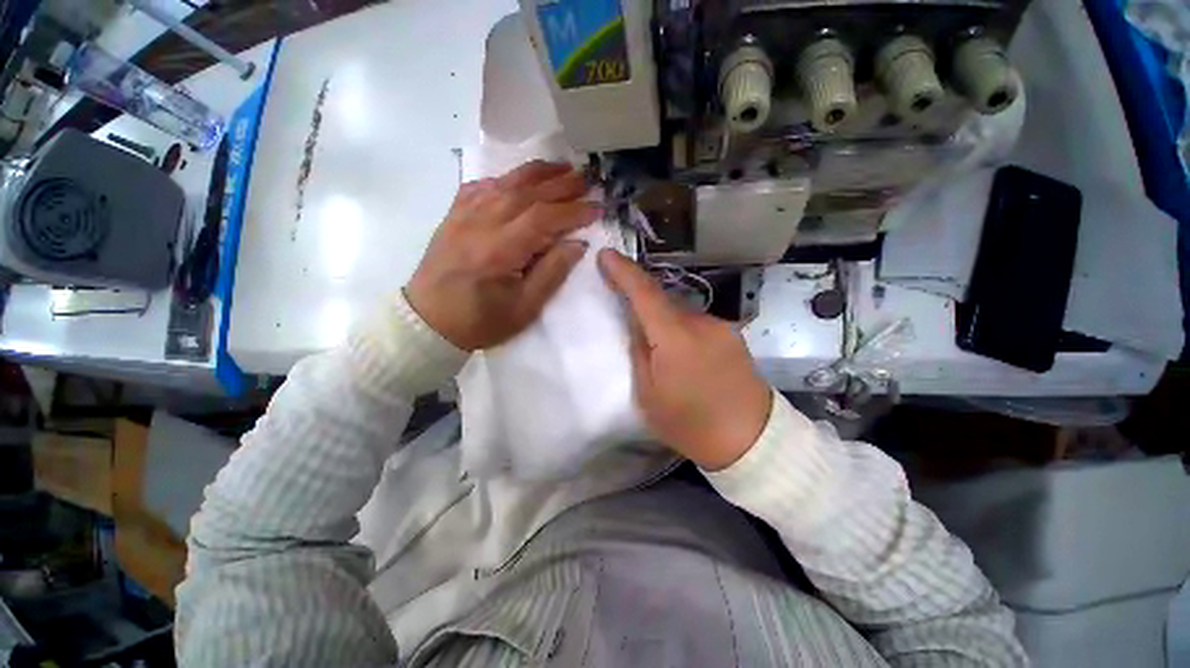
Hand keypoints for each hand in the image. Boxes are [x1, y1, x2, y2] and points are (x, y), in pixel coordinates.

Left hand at [406, 161, 599, 350]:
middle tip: (587, 179)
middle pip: (526, 193)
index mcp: (499, 250)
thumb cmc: (481, 321)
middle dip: (561, 184)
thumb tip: (577, 243)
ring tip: (562, 167)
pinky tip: (518, 179)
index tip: (597, 208)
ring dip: (537, 173)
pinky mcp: (453, 216)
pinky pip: (481, 187)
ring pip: (504, 183)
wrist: (429, 321)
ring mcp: (463, 215)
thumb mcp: (525, 308)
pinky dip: (504, 178)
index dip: (573, 210)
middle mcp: (481, 224)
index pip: (543, 218)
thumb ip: (552, 273)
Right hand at [597, 249, 772, 470]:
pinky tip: (684, 355)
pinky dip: (682, 330)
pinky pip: (698, 324)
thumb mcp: (648, 395)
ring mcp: (722, 327)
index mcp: (675, 338)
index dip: (623, 272)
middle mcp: (701, 323)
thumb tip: (637, 323)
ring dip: (664, 322)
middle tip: (628, 319)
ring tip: (660, 351)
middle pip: (663, 301)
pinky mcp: (733, 336)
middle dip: (642, 304)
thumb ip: (639, 351)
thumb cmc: (691, 425)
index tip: (606, 255)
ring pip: (681, 313)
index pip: (645, 293)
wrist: (753, 442)